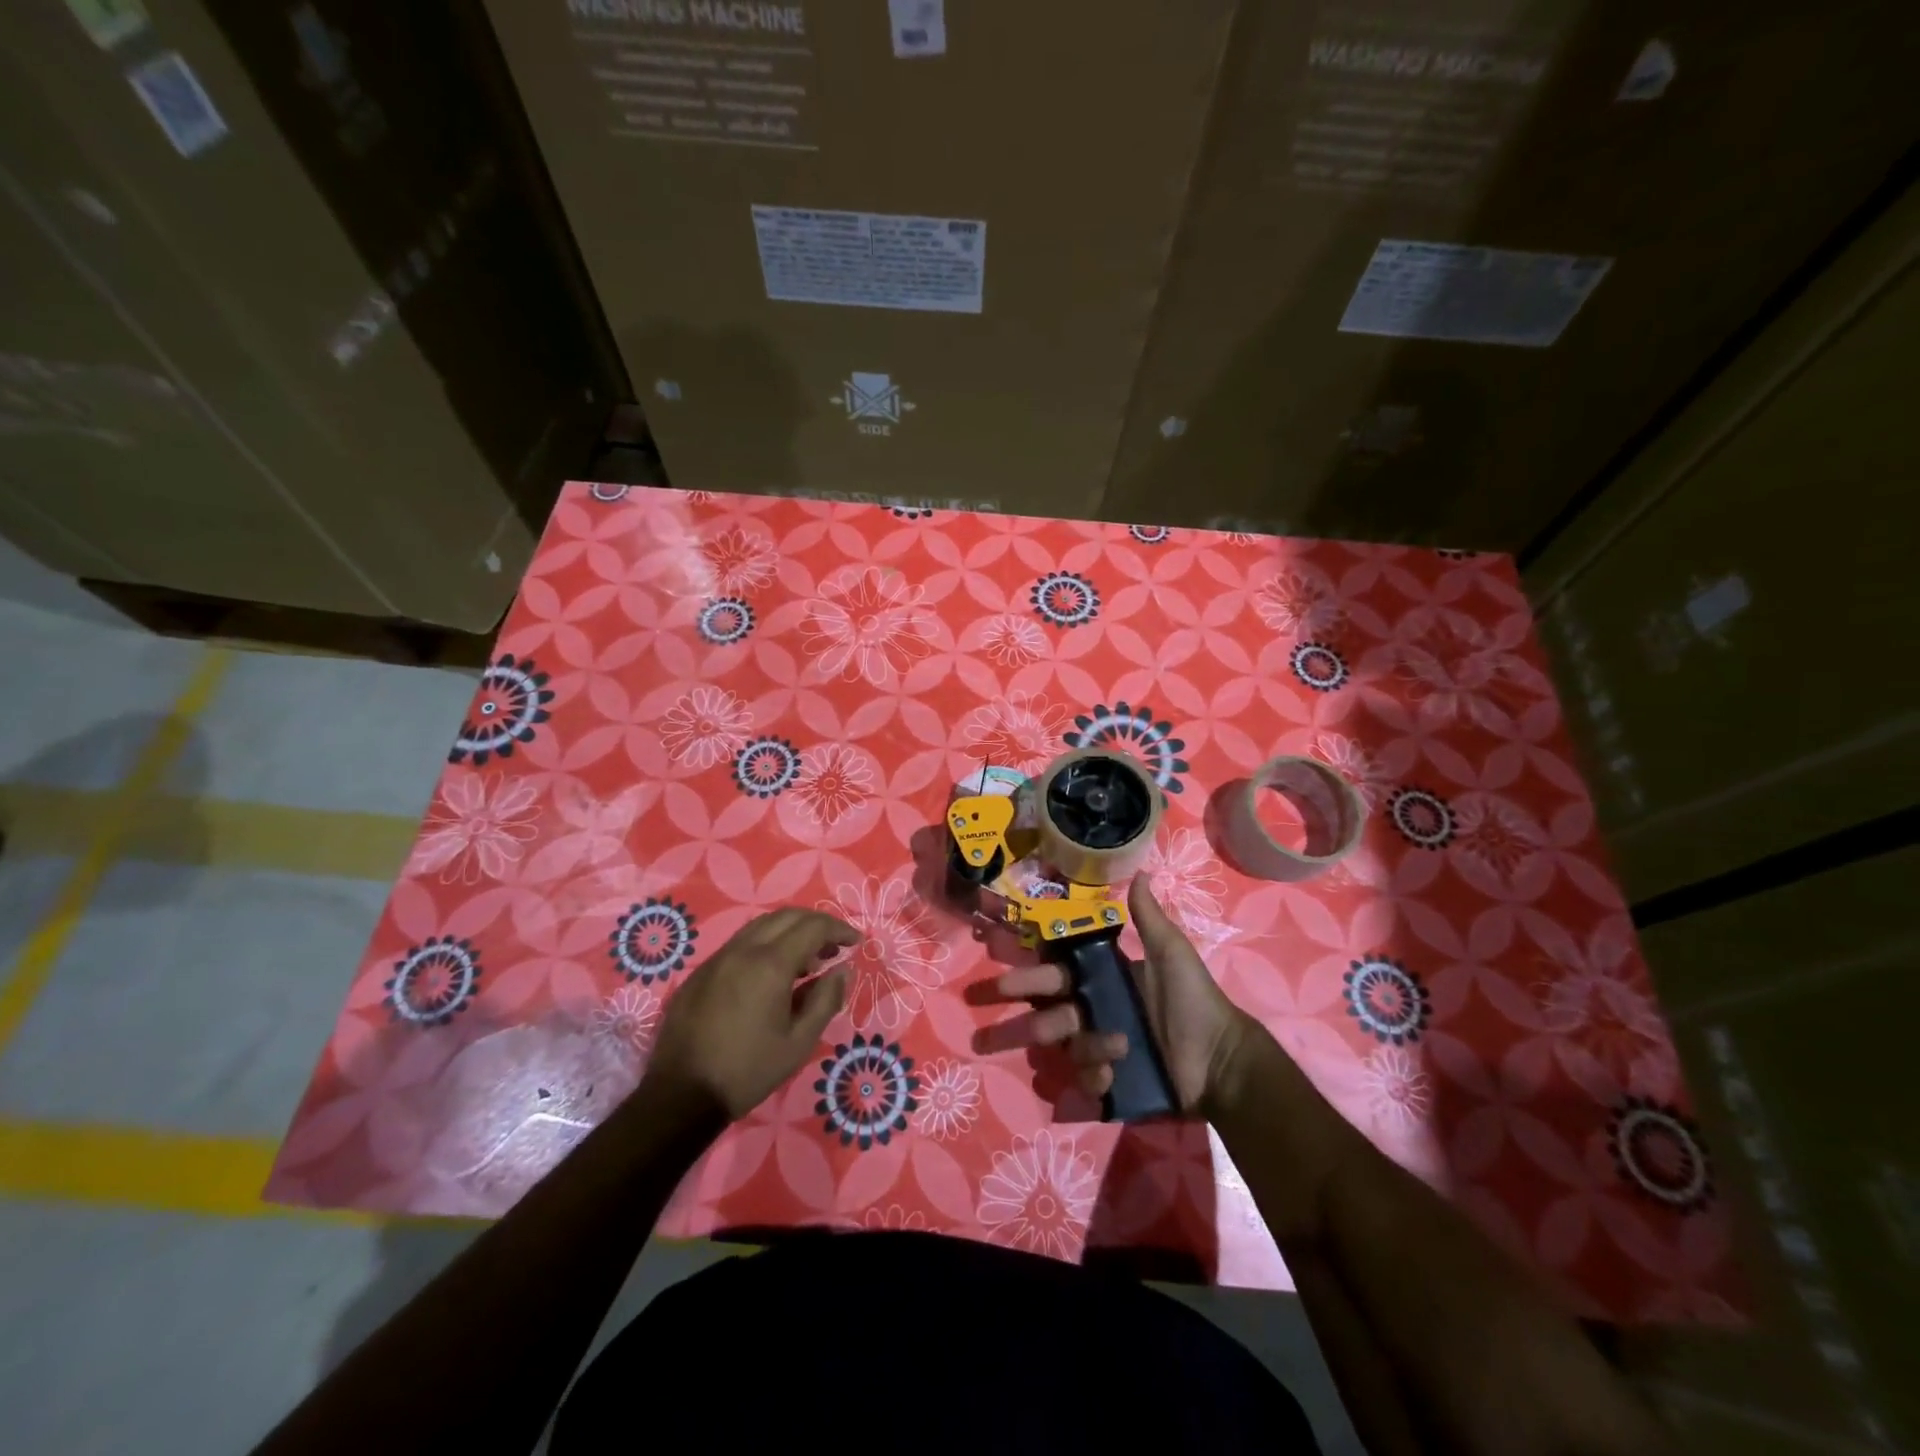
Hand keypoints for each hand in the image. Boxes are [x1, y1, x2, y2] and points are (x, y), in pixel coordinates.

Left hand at [643, 909, 856, 1121]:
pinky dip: (765, 944)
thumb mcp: (799, 1042)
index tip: (855, 943)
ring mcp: (718, 958)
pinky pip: (740, 943)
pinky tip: (771, 974)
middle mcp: (743, 950)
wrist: (681, 1095)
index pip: (813, 928)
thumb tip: (842, 970)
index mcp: (771, 964)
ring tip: (807, 959)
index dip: (839, 930)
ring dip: (790, 932)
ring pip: (761, 926)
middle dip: (816, 924)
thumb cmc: (748, 1071)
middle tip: (834, 947)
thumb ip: (825, 1000)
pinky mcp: (701, 972)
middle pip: (787, 917)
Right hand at [995, 877, 1258, 1117]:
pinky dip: (1097, 1077)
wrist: (1220, 1058)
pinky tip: (1116, 1075)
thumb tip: (1141, 872)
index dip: (1031, 974)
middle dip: (1025, 1019)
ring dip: (1085, 1045)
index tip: (1003, 974)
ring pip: (1069, 1047)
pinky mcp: (1110, 1083)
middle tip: (1014, 1025)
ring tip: (1115, 1046)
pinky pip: (1087, 1080)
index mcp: (1102, 981)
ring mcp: (1099, 1050)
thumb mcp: (1171, 953)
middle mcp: (1093, 1014)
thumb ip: (1149, 918)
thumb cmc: (1193, 1000)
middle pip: (1048, 1014)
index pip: (1056, 974)